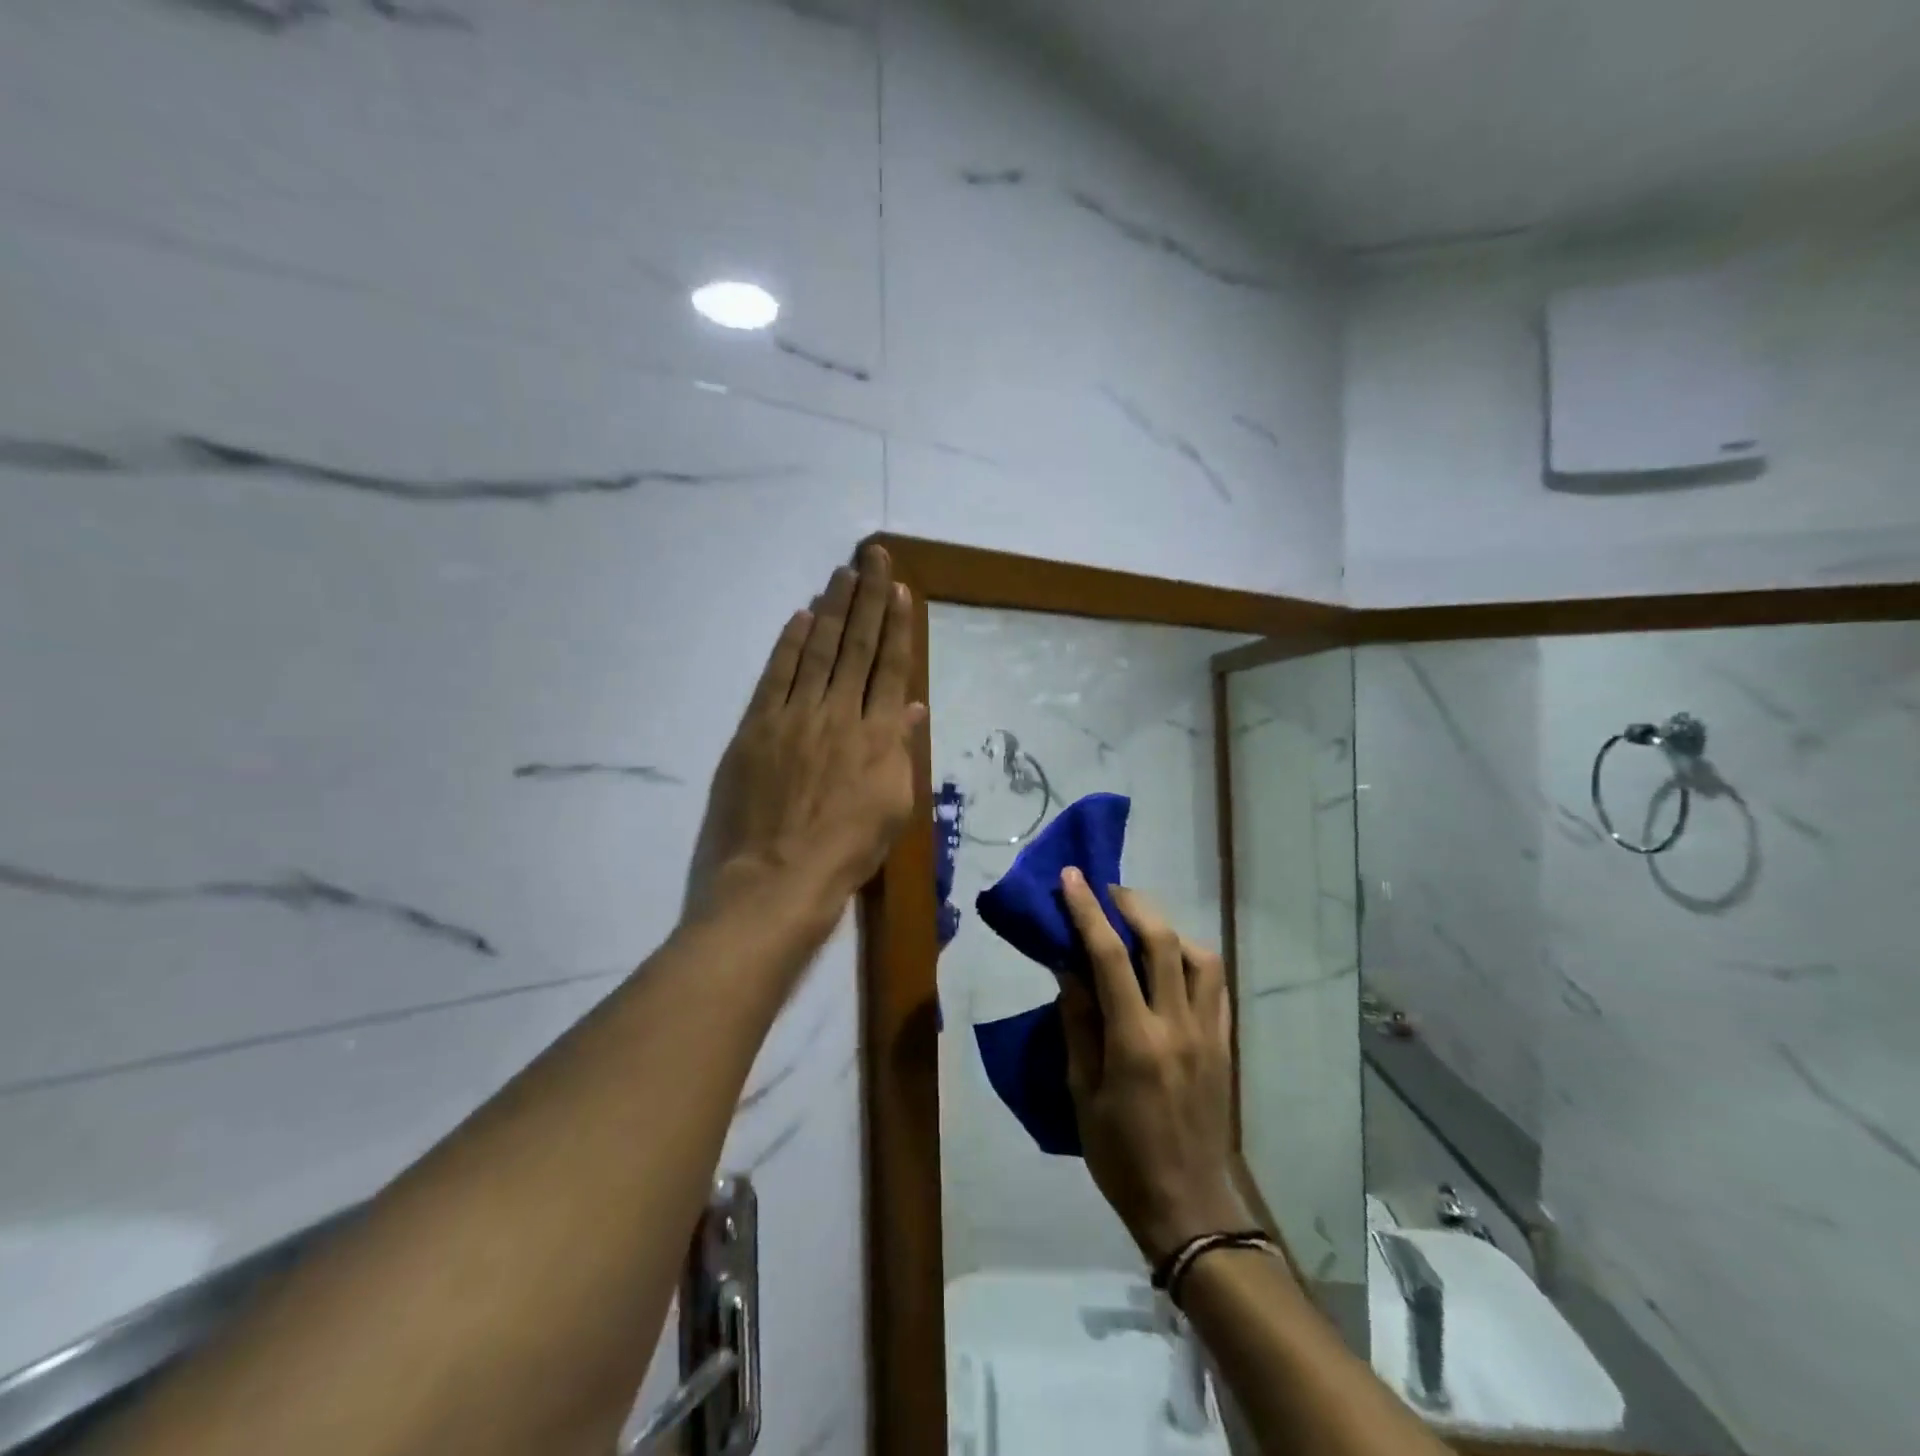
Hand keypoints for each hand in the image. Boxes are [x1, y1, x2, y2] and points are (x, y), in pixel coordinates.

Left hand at [684, 545, 924, 924]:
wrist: (777, 879)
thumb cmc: (847, 853)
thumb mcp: (893, 808)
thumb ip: (901, 751)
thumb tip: (910, 706)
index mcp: (879, 736)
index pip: (890, 668)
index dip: (897, 626)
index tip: (901, 590)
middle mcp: (839, 714)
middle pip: (856, 646)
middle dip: (868, 598)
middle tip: (874, 557)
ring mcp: (794, 716)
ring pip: (817, 650)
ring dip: (831, 608)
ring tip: (843, 574)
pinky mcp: (756, 727)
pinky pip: (775, 675)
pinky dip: (789, 643)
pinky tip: (800, 617)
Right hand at [1057, 868, 1249, 1263]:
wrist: (1187, 1205)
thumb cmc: (1120, 1154)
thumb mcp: (1082, 1093)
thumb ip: (1078, 1024)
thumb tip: (1069, 968)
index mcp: (1135, 1040)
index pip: (1108, 956)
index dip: (1087, 910)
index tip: (1071, 877)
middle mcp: (1177, 1025)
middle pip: (1162, 940)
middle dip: (1132, 904)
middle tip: (1106, 892)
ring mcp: (1208, 1032)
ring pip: (1199, 955)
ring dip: (1167, 928)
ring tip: (1139, 927)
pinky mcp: (1225, 1044)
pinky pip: (1215, 985)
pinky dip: (1191, 959)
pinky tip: (1170, 963)